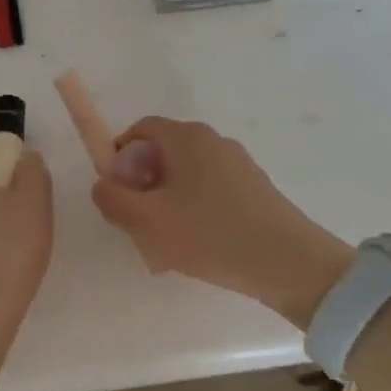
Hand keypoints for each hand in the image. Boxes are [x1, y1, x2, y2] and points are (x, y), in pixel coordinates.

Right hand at [91, 117, 354, 328]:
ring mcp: (239, 163)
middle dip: (143, 183)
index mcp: (186, 138)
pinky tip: (199, 245)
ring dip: (169, 200)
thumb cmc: (208, 234)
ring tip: (169, 240)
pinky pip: (211, 190)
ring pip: (187, 175)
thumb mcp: (146, 221)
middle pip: (163, 152)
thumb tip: (103, 185)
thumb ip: (113, 199)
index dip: (119, 156)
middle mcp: (213, 140)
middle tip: (138, 221)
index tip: (116, 192)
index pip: (140, 129)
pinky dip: (196, 210)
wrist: (287, 262)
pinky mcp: (255, 188)